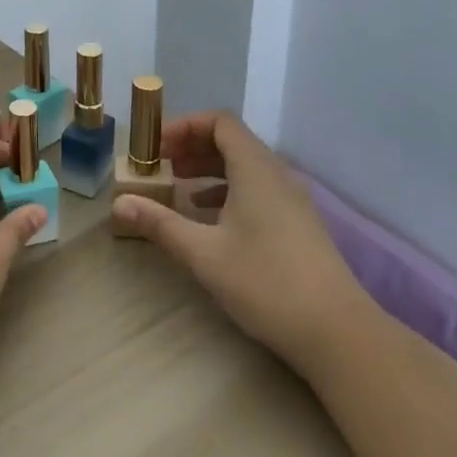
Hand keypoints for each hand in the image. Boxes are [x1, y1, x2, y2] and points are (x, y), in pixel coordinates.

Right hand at [112, 110, 367, 373]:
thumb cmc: (266, 283)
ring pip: (245, 167)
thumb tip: (118, 204)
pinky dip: (228, 191)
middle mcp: (277, 175)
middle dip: (192, 147)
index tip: (156, 147)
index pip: (220, 122)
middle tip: (161, 166)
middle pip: (232, 141)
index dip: (184, 126)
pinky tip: (210, 218)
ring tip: (178, 188)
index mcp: (256, 169)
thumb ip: (160, 224)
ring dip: (209, 169)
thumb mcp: (203, 254)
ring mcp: (293, 201)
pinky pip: (258, 189)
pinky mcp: (299, 225)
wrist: (339, 333)